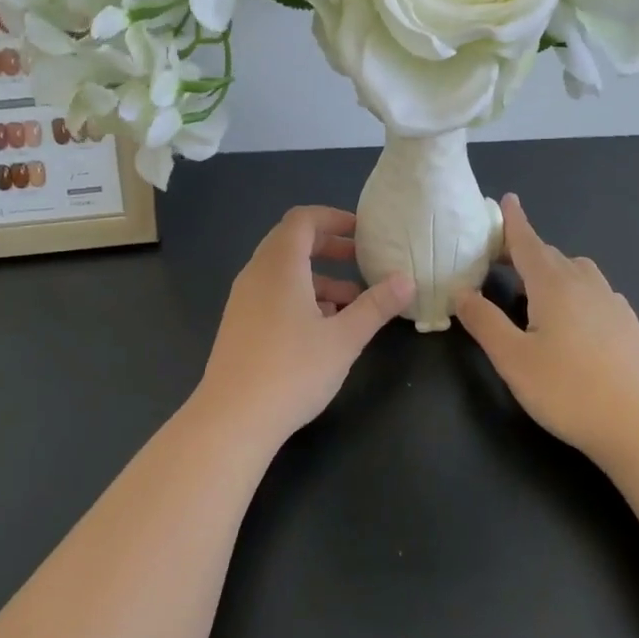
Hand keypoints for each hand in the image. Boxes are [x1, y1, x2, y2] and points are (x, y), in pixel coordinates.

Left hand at [192, 206, 413, 450]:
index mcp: (280, 264)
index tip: (363, 232)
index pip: (303, 219)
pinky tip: (323, 327)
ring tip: (352, 301)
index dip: (334, 218)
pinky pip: (272, 292)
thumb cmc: (292, 371)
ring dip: (318, 276)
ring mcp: (244, 299)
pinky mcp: (239, 323)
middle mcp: (257, 273)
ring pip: (283, 271)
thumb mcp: (344, 338)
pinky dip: (300, 295)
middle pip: (291, 241)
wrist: (232, 419)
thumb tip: (406, 280)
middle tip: (361, 259)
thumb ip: (376, 306)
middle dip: (329, 246)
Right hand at [456, 194, 638, 465]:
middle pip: (550, 255)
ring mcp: (612, 303)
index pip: (527, 242)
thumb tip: (461, 292)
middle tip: (501, 260)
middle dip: (525, 251)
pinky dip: (578, 291)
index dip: (514, 221)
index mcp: (553, 285)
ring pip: (578, 271)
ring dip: (554, 269)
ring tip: (536, 291)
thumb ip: (484, 322)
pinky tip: (575, 318)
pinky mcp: (629, 326)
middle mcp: (584, 284)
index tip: (507, 199)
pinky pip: (597, 292)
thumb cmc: (568, 390)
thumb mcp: (512, 359)